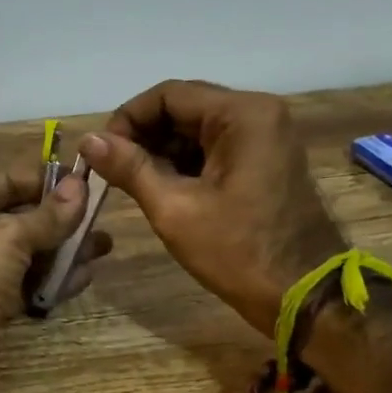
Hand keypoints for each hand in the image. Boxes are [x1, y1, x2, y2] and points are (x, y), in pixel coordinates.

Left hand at [0, 166, 112, 392]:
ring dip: (62, 250)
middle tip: (101, 215)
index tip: (84, 180)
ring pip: (24, 254)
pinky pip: (24, 285)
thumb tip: (79, 186)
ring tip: (104, 246)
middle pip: (16, 218)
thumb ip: (47, 215)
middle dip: (59, 218)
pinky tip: (84, 276)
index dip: (43, 179)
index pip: (2, 181)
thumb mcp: (6, 237)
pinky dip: (52, 280)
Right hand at [80, 80, 343, 336]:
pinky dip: (185, 164)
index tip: (101, 153)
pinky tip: (161, 189)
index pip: (168, 95)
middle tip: (111, 171)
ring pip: (197, 130)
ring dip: (161, 152)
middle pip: (184, 108)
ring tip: (131, 183)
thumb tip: (88, 140)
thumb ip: (130, 168)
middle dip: (143, 136)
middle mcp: (258, 114)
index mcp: (242, 115)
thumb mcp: (175, 209)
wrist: (303, 297)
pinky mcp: (265, 161)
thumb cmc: (237, 252)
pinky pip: (215, 149)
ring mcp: (266, 138)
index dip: (127, 119)